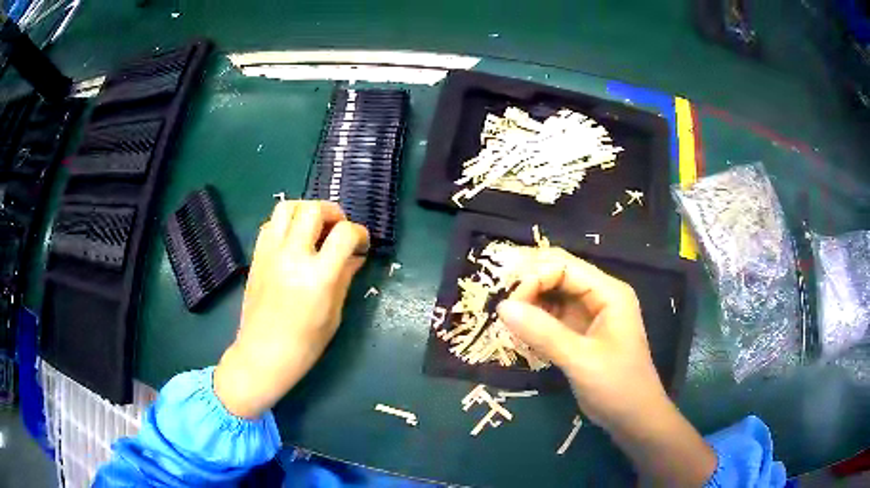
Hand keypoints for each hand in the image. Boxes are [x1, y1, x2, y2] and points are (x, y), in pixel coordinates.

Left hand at [214, 201, 368, 417]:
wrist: (263, 354)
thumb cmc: (305, 344)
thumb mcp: (333, 314)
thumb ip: (345, 278)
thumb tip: (355, 256)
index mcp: (318, 277)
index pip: (344, 233)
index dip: (359, 233)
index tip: (361, 244)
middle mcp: (292, 257)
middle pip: (313, 209)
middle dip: (333, 212)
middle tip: (338, 227)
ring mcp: (270, 253)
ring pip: (287, 207)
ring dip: (306, 210)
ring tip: (314, 226)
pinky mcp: (256, 256)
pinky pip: (270, 224)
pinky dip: (285, 223)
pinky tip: (293, 240)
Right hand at [496, 247, 665, 431]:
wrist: (634, 418)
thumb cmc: (617, 386)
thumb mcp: (581, 360)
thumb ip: (543, 332)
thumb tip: (502, 307)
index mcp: (608, 292)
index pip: (564, 267)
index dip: (534, 278)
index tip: (509, 305)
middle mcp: (599, 296)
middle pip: (557, 276)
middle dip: (529, 288)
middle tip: (502, 310)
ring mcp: (589, 315)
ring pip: (553, 296)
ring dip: (529, 305)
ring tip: (507, 323)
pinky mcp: (580, 334)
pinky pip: (552, 317)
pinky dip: (535, 322)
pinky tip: (519, 334)